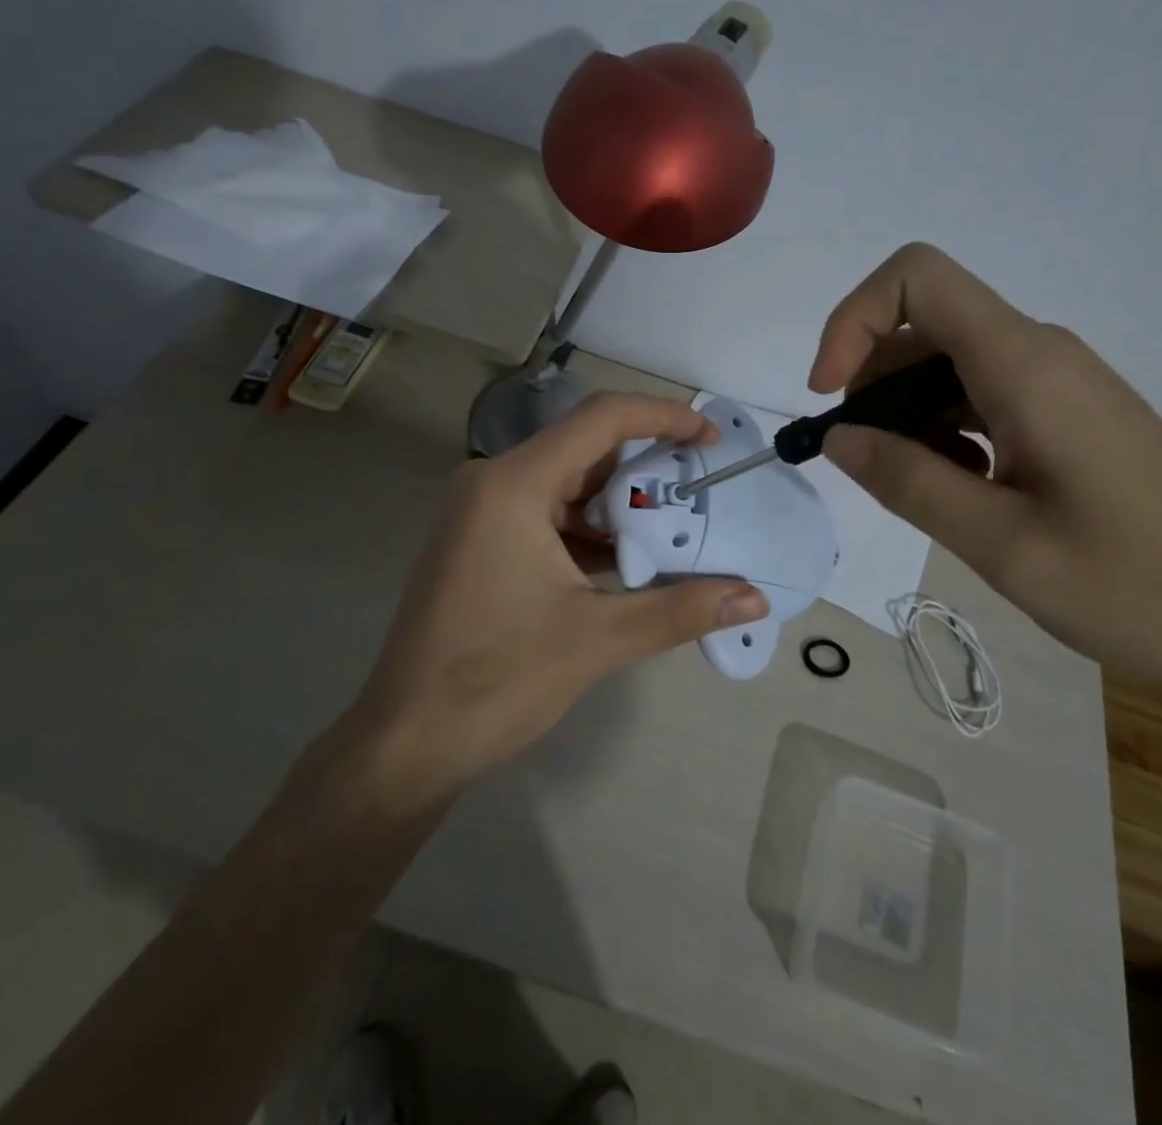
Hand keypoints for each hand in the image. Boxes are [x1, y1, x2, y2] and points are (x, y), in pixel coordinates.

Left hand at [319, 394, 768, 809]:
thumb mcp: (598, 640)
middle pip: (586, 448)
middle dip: (649, 464)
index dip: (664, 417)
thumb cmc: (496, 681)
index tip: (711, 438)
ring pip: (568, 483)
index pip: (602, 419)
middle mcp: (494, 481)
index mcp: (514, 485)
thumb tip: (755, 598)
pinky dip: (591, 529)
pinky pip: (548, 513)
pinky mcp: (481, 540)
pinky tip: (631, 560)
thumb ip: (681, 610)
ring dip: (621, 502)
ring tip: (679, 526)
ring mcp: (483, 511)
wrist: (406, 743)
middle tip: (704, 487)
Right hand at [809, 243, 1161, 710]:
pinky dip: (945, 429)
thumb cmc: (1136, 588)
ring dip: (907, 413)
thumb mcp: (1002, 545)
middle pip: (923, 324)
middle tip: (864, 462)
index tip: (831, 395)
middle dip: (870, 380)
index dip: (853, 320)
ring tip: (916, 489)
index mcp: (1026, 366)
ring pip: (949, 363)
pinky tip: (962, 491)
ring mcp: (1060, 382)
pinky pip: (983, 394)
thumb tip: (837, 437)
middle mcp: (1042, 354)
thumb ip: (908, 482)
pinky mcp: (1069, 412)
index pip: (917, 278)